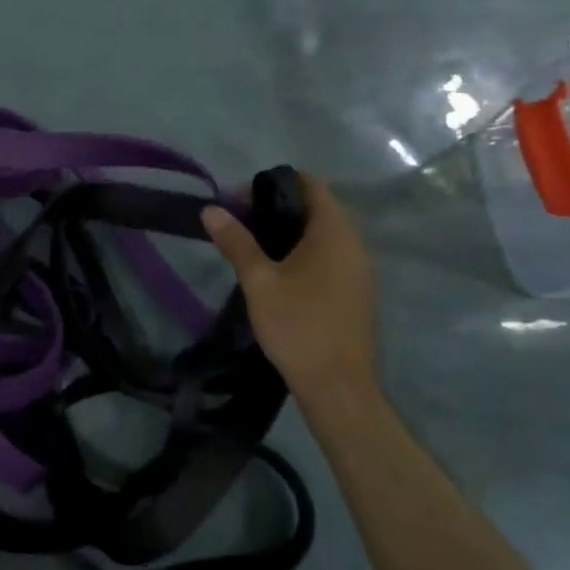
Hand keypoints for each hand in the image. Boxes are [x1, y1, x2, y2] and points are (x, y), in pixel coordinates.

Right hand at [202, 171, 376, 405]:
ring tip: (250, 243)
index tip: (240, 197)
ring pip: (322, 233)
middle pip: (316, 207)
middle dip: (276, 206)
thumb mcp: (259, 281)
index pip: (312, 185)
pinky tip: (275, 270)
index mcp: (335, 234)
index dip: (275, 182)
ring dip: (287, 230)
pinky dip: (301, 250)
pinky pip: (328, 254)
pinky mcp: (354, 291)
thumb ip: (236, 242)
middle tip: (237, 220)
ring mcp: (358, 270)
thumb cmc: (298, 326)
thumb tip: (211, 209)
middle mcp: (354, 245)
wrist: (338, 387)